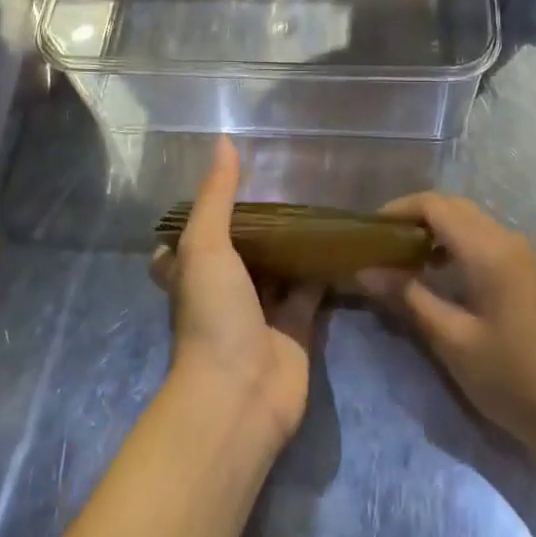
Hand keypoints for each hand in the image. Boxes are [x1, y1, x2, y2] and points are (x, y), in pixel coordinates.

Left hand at [155, 137, 323, 449]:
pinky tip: (344, 240)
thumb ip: (217, 195)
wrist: (240, 395)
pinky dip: (324, 269)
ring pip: (280, 266)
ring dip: (295, 242)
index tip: (228, 180)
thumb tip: (224, 141)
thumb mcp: (205, 245)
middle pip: (243, 249)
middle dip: (261, 223)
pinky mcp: (296, 328)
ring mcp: (261, 311)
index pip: (192, 236)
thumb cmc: (212, 315)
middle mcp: (225, 289)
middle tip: (289, 182)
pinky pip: (311, 289)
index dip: (205, 211)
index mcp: (194, 271)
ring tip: (320, 200)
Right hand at [356, 193, 535, 461]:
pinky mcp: (531, 276)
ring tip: (403, 263)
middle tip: (381, 245)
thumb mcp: (453, 341)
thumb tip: (366, 270)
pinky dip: (456, 248)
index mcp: (489, 249)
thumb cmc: (515, 379)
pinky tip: (441, 280)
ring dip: (436, 233)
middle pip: (453, 207)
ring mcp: (524, 257)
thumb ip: (409, 297)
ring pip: (470, 224)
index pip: (435, 205)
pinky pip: (485, 243)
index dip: (398, 209)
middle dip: (414, 218)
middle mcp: (507, 240)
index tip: (368, 231)